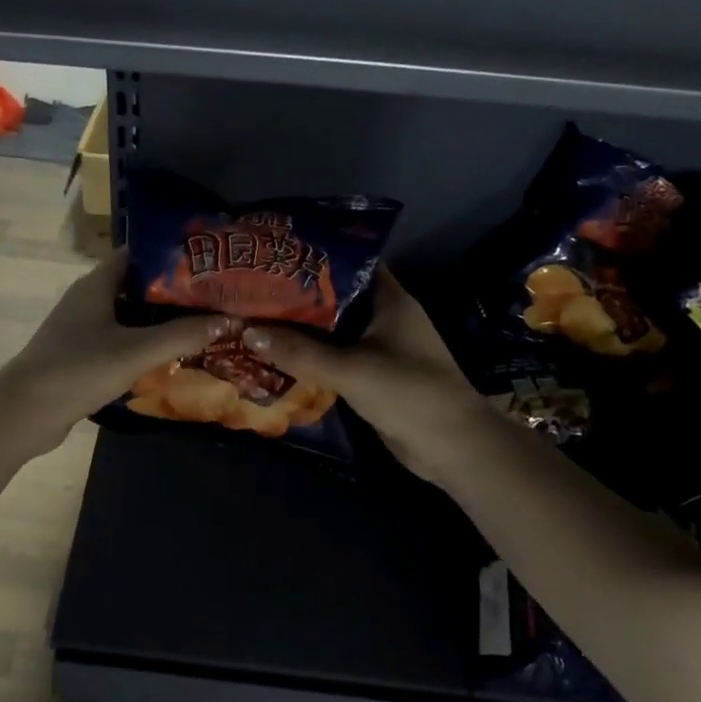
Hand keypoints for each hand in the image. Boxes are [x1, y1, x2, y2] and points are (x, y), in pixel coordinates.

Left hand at [0, 255, 233, 453]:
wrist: (24, 412)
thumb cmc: (79, 369)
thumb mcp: (136, 351)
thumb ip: (181, 335)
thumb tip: (228, 319)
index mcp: (97, 284)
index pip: (139, 254)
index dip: (172, 255)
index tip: (208, 262)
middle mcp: (89, 299)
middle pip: (138, 286)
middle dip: (174, 292)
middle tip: (215, 297)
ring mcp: (82, 328)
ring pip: (130, 316)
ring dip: (161, 321)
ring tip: (202, 324)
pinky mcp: (81, 355)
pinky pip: (120, 340)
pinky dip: (144, 344)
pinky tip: (170, 356)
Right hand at [242, 267, 493, 481]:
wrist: (452, 446)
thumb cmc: (408, 392)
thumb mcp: (349, 368)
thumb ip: (299, 351)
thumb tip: (247, 332)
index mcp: (389, 299)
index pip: (350, 263)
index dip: (314, 257)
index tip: (275, 255)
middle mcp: (385, 318)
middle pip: (335, 299)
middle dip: (297, 297)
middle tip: (253, 291)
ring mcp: (381, 349)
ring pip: (333, 332)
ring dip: (301, 331)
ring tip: (255, 320)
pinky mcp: (375, 377)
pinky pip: (336, 360)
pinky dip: (312, 358)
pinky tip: (277, 357)